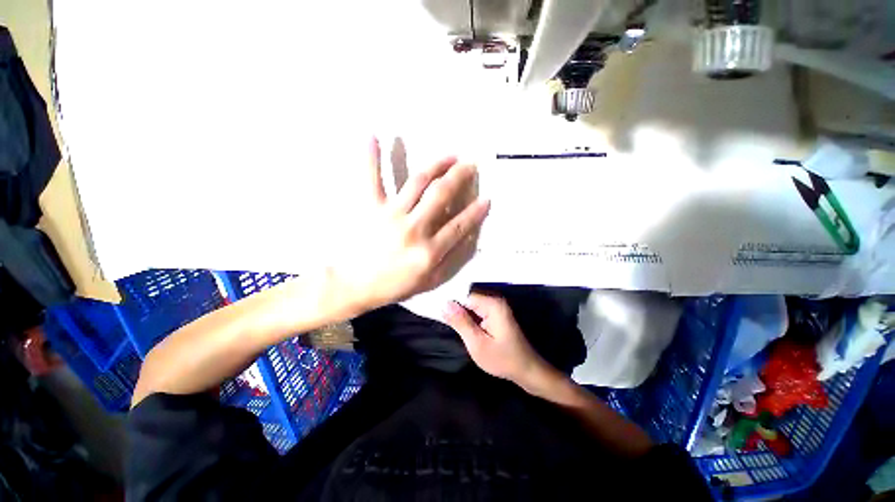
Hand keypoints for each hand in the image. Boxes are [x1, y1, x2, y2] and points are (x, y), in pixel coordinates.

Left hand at [339, 138, 489, 310]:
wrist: (354, 285)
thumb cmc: (394, 285)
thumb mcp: (429, 282)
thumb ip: (451, 259)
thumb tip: (467, 236)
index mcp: (429, 251)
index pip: (459, 225)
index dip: (475, 211)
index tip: (487, 198)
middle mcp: (414, 229)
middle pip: (441, 195)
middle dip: (460, 177)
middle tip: (471, 165)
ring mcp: (391, 215)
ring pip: (418, 182)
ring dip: (436, 165)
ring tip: (450, 156)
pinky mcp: (370, 208)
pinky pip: (372, 179)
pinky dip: (372, 158)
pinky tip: (373, 136)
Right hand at [442, 292, 551, 386]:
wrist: (527, 371)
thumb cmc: (502, 359)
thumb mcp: (477, 343)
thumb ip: (461, 322)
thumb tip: (444, 304)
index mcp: (492, 304)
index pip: (464, 296)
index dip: (451, 304)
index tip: (437, 313)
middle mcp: (495, 301)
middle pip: (468, 300)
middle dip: (456, 310)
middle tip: (442, 321)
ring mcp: (496, 308)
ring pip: (471, 306)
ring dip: (461, 315)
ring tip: (448, 323)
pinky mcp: (496, 315)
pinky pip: (477, 312)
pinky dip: (469, 319)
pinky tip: (461, 327)